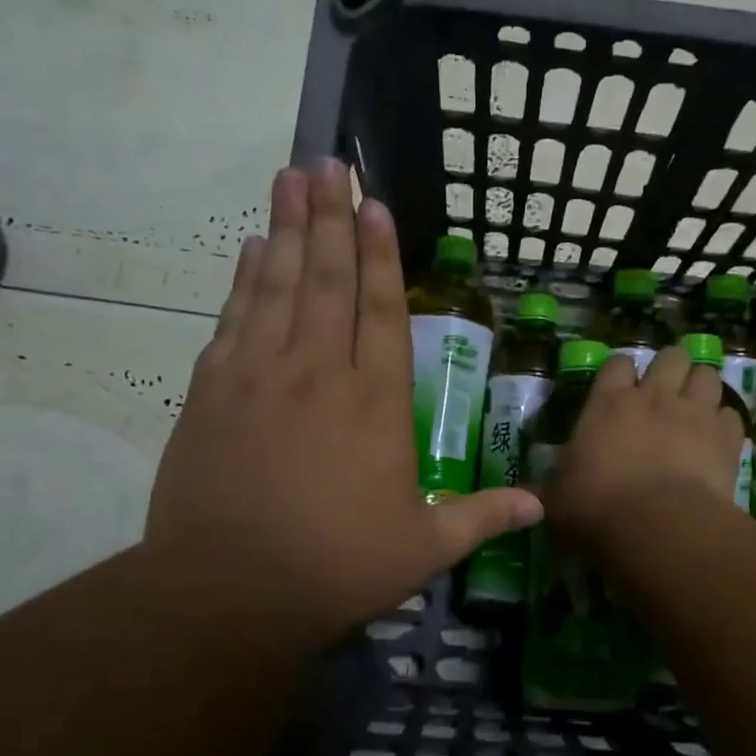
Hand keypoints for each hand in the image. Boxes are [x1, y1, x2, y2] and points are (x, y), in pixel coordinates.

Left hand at [145, 159, 542, 646]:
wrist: (227, 593)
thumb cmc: (336, 568)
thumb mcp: (423, 549)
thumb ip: (482, 517)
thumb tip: (543, 504)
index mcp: (376, 405)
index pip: (383, 312)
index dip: (380, 255)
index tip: (374, 205)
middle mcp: (320, 374)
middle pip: (326, 279)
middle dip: (329, 217)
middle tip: (327, 162)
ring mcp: (260, 377)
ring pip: (277, 286)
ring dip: (284, 228)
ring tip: (288, 177)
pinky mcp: (212, 392)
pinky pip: (233, 320)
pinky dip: (243, 280)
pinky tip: (249, 249)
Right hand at [544, 346, 745, 550]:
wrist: (659, 528)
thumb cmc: (597, 510)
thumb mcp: (557, 503)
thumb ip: (548, 492)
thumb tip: (527, 498)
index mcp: (608, 403)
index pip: (618, 363)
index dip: (621, 373)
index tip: (620, 389)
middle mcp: (654, 397)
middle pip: (672, 357)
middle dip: (671, 369)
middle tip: (665, 394)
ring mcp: (694, 413)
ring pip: (708, 375)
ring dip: (702, 388)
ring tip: (696, 409)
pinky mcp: (726, 438)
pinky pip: (732, 415)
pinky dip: (725, 424)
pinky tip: (717, 441)